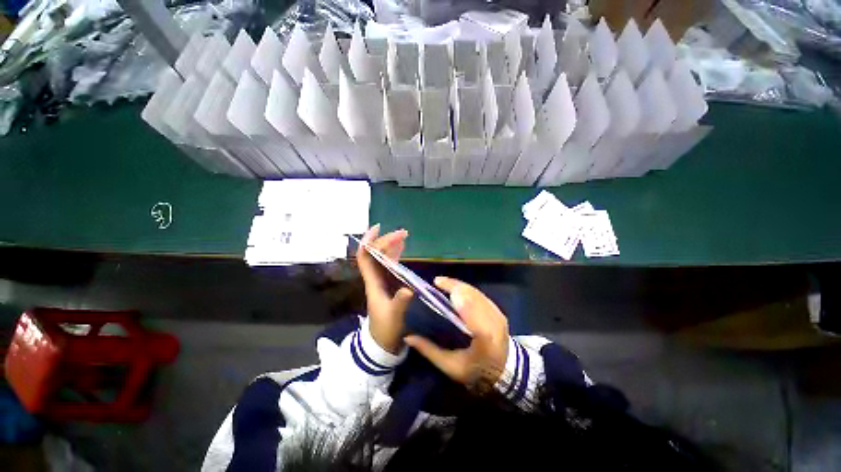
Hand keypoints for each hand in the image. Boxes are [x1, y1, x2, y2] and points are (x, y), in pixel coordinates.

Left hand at [357, 225, 413, 353]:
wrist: (383, 342)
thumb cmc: (386, 329)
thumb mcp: (394, 316)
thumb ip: (401, 303)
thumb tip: (409, 289)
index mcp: (372, 282)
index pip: (365, 257)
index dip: (368, 241)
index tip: (378, 228)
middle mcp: (375, 277)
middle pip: (375, 254)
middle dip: (386, 241)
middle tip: (403, 233)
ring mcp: (382, 280)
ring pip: (383, 257)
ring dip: (391, 245)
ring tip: (403, 236)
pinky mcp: (389, 284)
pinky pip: (391, 264)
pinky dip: (396, 254)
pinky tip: (402, 248)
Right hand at [404, 277, 509, 390]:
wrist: (506, 373)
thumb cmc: (476, 371)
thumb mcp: (451, 366)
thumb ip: (429, 351)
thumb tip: (407, 337)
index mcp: (484, 337)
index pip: (470, 310)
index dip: (456, 294)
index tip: (439, 286)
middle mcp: (494, 321)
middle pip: (473, 296)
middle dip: (455, 285)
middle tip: (437, 281)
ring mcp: (498, 315)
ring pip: (477, 293)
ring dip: (460, 285)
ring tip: (444, 283)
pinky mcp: (499, 311)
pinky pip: (481, 295)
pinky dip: (468, 290)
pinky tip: (457, 288)